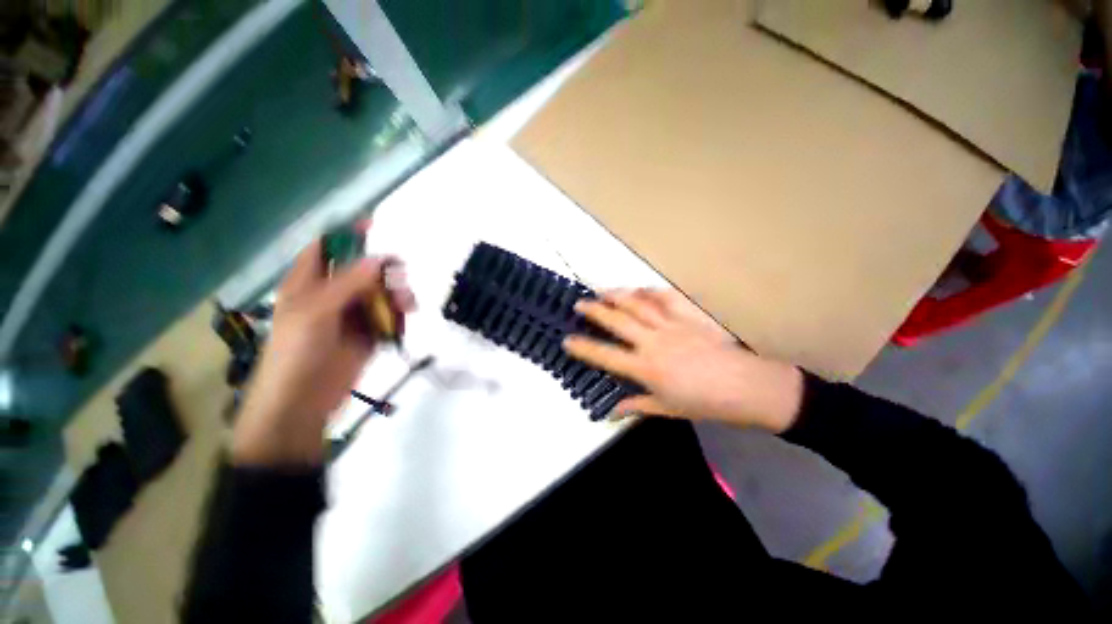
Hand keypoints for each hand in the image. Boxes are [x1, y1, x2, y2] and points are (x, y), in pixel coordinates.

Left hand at [231, 239, 415, 465]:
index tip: (374, 224)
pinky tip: (402, 322)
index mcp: (309, 283)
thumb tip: (380, 259)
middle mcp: (332, 294)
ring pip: (382, 293)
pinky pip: (390, 316)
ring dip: (397, 296)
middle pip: (364, 270)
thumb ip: (348, 283)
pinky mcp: (369, 333)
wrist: (304, 401)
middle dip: (384, 271)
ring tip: (406, 307)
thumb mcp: (316, 312)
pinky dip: (399, 316)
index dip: (346, 234)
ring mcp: (353, 314)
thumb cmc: (297, 352)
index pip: (327, 248)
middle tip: (399, 277)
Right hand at [563, 289, 802, 432]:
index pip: (605, 356)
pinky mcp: (689, 316)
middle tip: (578, 303)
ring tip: (600, 289)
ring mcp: (671, 325)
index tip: (566, 340)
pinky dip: (650, 291)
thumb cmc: (705, 403)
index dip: (583, 348)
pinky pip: (666, 298)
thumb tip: (609, 412)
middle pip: (617, 322)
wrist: (748, 387)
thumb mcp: (667, 409)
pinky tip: (639, 289)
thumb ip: (635, 406)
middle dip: (594, 311)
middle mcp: (653, 342)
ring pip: (637, 304)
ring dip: (616, 295)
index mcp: (646, 368)